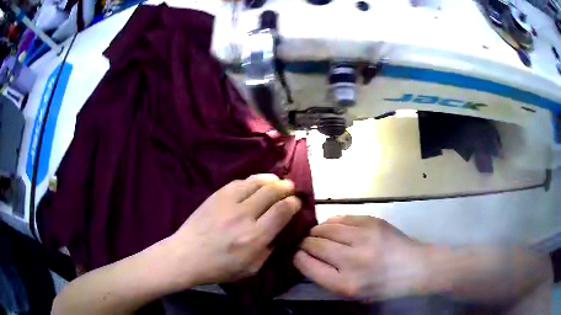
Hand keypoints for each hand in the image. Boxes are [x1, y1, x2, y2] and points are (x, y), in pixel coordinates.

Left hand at [164, 174, 301, 289]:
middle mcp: (244, 216)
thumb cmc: (219, 267)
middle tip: (290, 189)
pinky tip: (256, 184)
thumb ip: (269, 250)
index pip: (282, 211)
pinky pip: (239, 182)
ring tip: (276, 182)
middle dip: (286, 187)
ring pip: (257, 182)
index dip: (293, 203)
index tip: (296, 203)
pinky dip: (252, 181)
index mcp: (255, 237)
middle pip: (272, 192)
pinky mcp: (216, 195)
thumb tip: (280, 232)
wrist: (187, 255)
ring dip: (271, 180)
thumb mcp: (251, 268)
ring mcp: (228, 203)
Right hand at [293, 215, 426, 300]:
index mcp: (345, 284)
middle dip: (305, 244)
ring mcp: (363, 237)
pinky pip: (340, 218)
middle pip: (313, 244)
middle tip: (307, 245)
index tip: (298, 255)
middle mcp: (352, 259)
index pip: (306, 264)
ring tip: (318, 235)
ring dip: (317, 232)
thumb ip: (325, 278)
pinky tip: (334, 228)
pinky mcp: (371, 221)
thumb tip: (305, 257)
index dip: (298, 258)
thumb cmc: (381, 286)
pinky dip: (332, 223)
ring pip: (324, 228)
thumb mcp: (351, 294)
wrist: (414, 266)